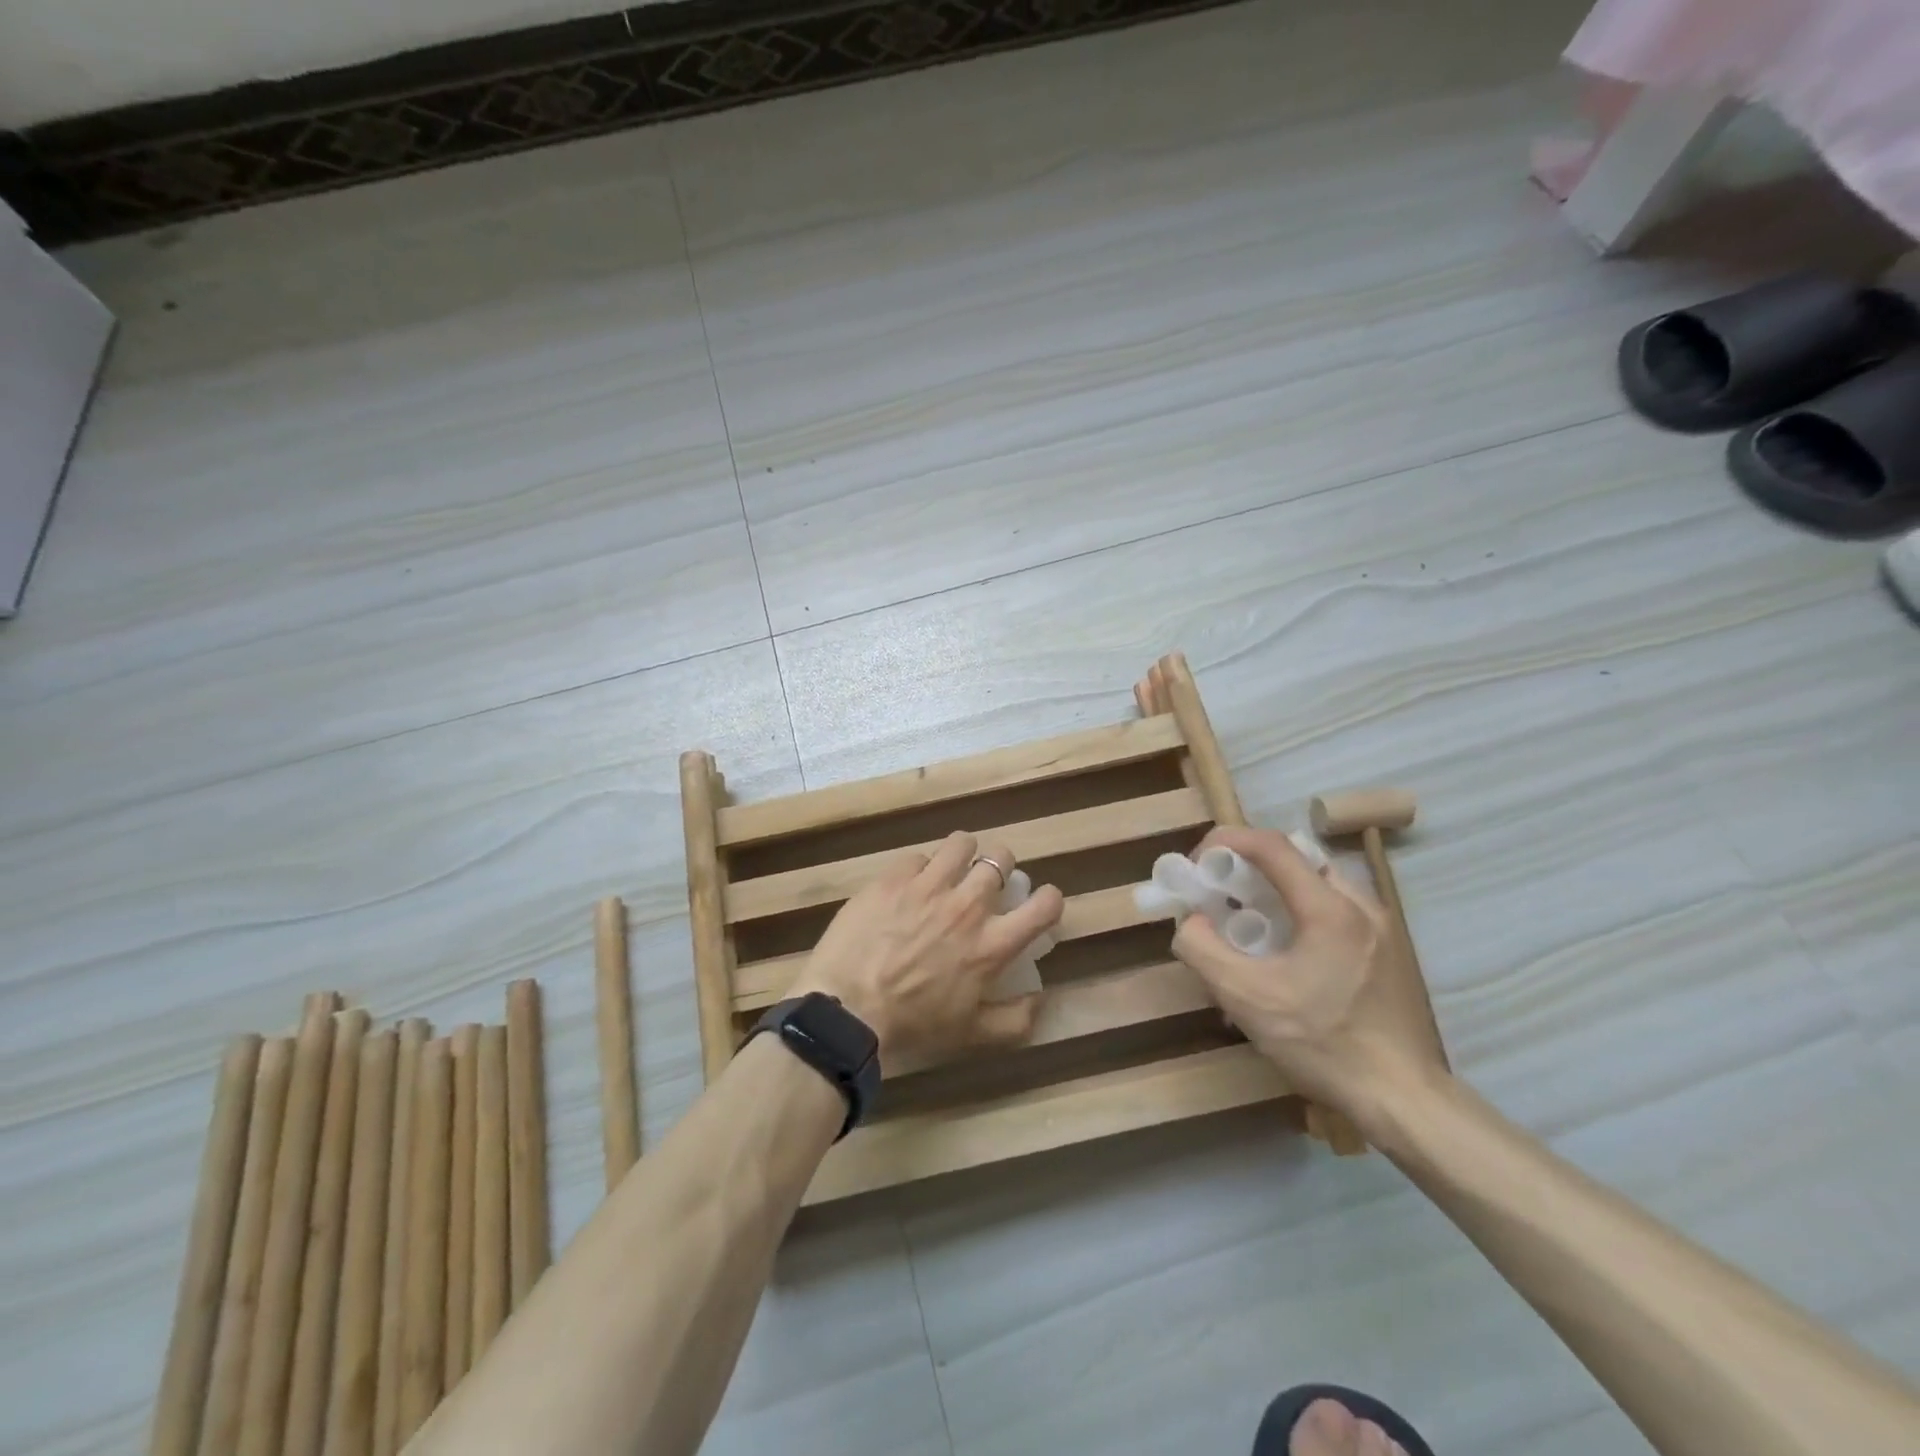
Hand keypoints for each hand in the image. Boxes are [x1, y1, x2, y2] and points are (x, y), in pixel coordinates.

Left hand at [788, 832, 1064, 1074]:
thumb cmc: (913, 1025)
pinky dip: (920, 868)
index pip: (1044, 905)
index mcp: (993, 944)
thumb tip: (1040, 998)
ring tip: (953, 867)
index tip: (1040, 903)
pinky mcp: (894, 878)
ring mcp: (929, 886)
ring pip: (962, 844)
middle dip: (1001, 866)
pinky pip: (918, 856)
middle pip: (1002, 859)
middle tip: (987, 882)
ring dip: (964, 853)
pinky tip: (910, 884)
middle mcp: (968, 906)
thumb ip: (1016, 1019)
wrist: (848, 1009)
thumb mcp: (973, 1036)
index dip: (1049, 899)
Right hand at [1170, 826, 1447, 1120]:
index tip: (1198, 863)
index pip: (1272, 845)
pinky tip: (1283, 952)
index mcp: (1330, 908)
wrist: (1402, 1099)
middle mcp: (1360, 905)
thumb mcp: (1245, 999)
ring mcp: (1380, 927)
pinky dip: (1298, 910)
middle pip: (1296, 858)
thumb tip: (1191, 921)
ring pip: (1316, 882)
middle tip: (1220, 892)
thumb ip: (1203, 950)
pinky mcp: (1386, 950)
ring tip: (1247, 923)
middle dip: (1248, 865)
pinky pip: (1333, 908)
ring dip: (1274, 888)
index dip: (1227, 841)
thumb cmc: (1323, 1044)